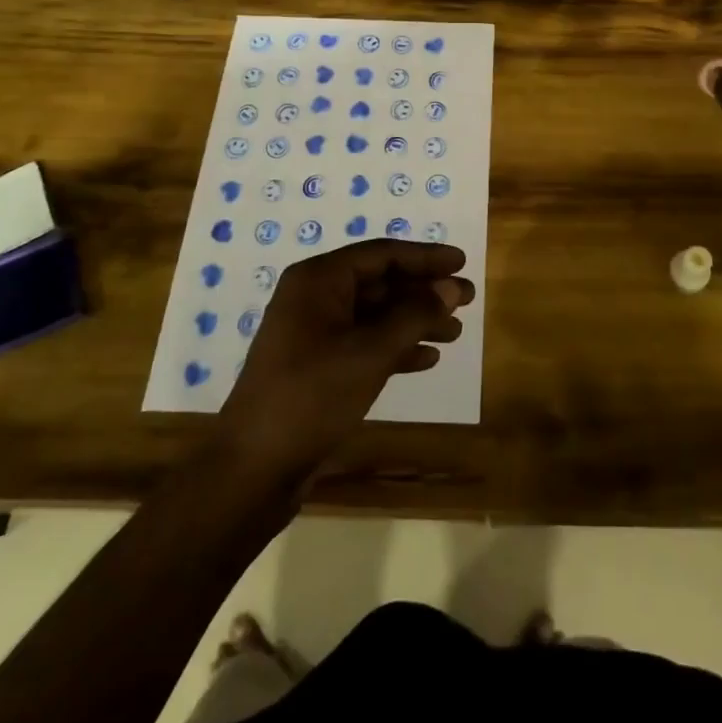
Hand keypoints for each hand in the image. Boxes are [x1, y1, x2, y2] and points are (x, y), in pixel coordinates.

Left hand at [219, 239, 473, 484]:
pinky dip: (395, 348)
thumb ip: (414, 315)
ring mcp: (314, 334)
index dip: (424, 257)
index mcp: (319, 280)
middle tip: (467, 298)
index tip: (461, 261)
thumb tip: (451, 287)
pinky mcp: (317, 367)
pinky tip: (426, 360)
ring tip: (456, 332)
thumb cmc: (311, 395)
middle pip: (380, 283)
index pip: (381, 254)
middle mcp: (315, 298)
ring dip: (414, 321)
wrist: (254, 468)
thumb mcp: (369, 352)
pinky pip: (364, 344)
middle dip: (423, 291)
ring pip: (375, 316)